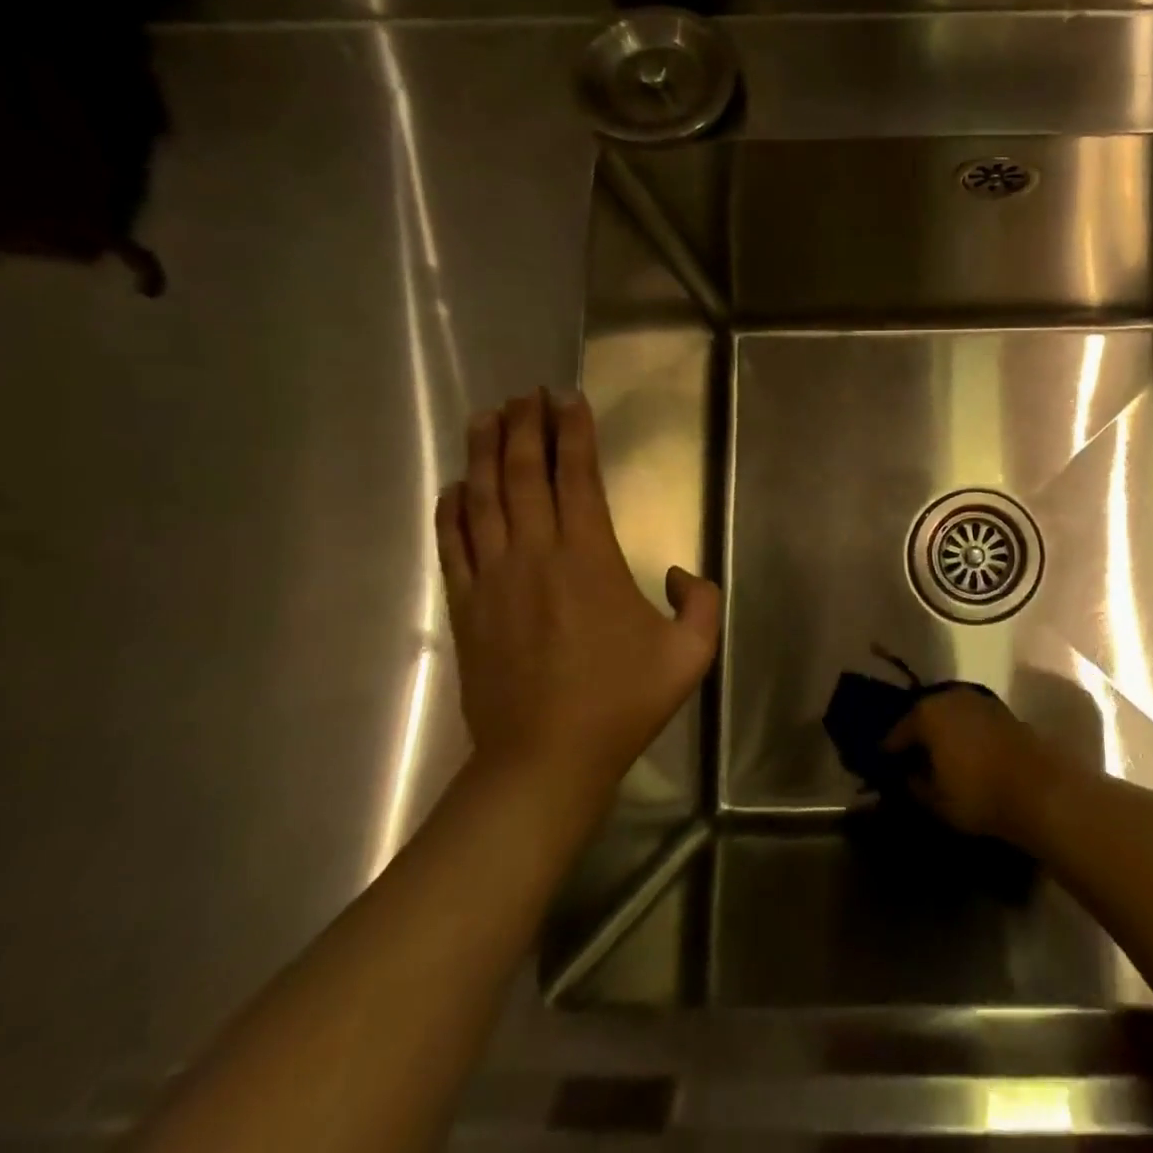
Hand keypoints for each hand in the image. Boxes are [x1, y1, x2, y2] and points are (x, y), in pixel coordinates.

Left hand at [435, 390, 720, 808]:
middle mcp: (536, 555)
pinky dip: (452, 507)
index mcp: (589, 559)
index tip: (569, 398)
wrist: (544, 759)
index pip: (579, 478)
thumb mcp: (691, 653)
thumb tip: (677, 573)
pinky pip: (453, 543)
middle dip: (526, 427)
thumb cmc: (622, 702)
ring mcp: (493, 579)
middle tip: (525, 393)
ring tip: (487, 416)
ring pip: (483, 499)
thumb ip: (700, 601)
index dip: (574, 433)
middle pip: (524, 475)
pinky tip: (456, 485)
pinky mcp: (467, 606)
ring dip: (485, 453)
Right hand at [882, 687, 1061, 844]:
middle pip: (924, 715)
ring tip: (939, 755)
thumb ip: (913, 784)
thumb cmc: (977, 794)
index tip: (884, 766)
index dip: (889, 751)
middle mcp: (950, 696)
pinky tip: (966, 752)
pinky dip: (965, 732)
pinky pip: (971, 719)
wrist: (1038, 788)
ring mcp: (979, 700)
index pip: (898, 732)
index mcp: (927, 714)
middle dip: (917, 735)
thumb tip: (906, 775)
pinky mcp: (1002, 710)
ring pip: (950, 713)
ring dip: (942, 731)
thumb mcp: (935, 800)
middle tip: (911, 758)